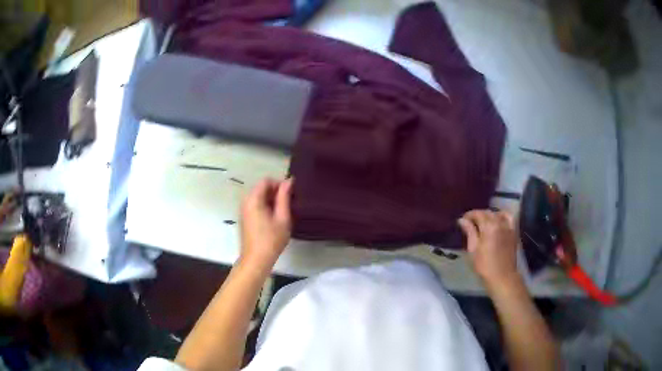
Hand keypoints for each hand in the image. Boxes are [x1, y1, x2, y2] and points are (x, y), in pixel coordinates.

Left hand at [239, 178, 293, 271]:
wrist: (256, 260)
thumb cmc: (271, 240)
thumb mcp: (282, 218)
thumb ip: (284, 197)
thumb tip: (288, 181)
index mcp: (253, 199)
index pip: (266, 180)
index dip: (279, 184)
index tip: (290, 194)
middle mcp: (245, 201)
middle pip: (261, 188)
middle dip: (276, 192)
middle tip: (289, 204)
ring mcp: (244, 210)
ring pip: (259, 197)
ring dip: (271, 200)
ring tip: (283, 212)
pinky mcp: (245, 217)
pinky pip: (256, 205)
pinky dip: (265, 206)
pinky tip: (274, 219)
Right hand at [458, 210, 520, 290]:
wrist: (502, 277)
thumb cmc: (484, 265)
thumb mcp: (473, 249)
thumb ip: (469, 232)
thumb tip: (462, 220)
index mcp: (488, 226)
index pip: (478, 213)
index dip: (469, 215)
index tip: (462, 220)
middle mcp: (499, 222)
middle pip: (488, 212)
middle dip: (478, 215)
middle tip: (470, 222)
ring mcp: (508, 226)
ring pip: (498, 213)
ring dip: (489, 215)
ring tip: (483, 221)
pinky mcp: (513, 232)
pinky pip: (509, 218)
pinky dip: (503, 215)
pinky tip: (498, 219)